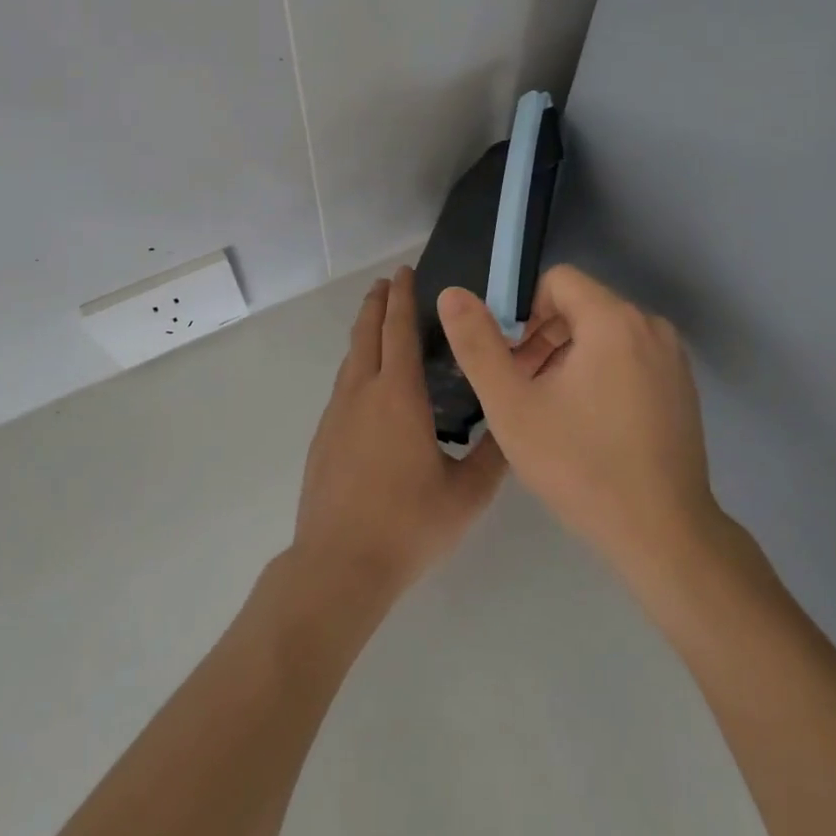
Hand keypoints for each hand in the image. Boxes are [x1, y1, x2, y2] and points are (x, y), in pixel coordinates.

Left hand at [291, 267, 507, 602]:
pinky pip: (343, 383)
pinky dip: (356, 362)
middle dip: (378, 303)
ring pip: (351, 357)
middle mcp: (363, 392)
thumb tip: (510, 421)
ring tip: (377, 319)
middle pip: (367, 333)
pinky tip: (366, 380)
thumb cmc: (408, 525)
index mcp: (398, 396)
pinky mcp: (324, 435)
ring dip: (364, 330)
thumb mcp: (467, 493)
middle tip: (388, 282)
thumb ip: (494, 454)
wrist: (339, 564)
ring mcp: (337, 413)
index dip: (402, 297)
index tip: (404, 271)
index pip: (399, 331)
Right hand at [435, 266, 721, 582]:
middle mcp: (650, 326)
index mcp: (613, 320)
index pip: (558, 281)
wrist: (664, 536)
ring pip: (605, 333)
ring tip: (550, 409)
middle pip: (581, 306)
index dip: (524, 311)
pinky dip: (601, 372)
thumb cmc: (581, 466)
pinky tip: (588, 424)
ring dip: (569, 357)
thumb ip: (477, 345)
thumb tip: (453, 293)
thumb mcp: (512, 406)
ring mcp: (672, 358)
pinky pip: (630, 357)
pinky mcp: (682, 387)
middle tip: (522, 389)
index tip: (510, 358)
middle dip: (543, 338)